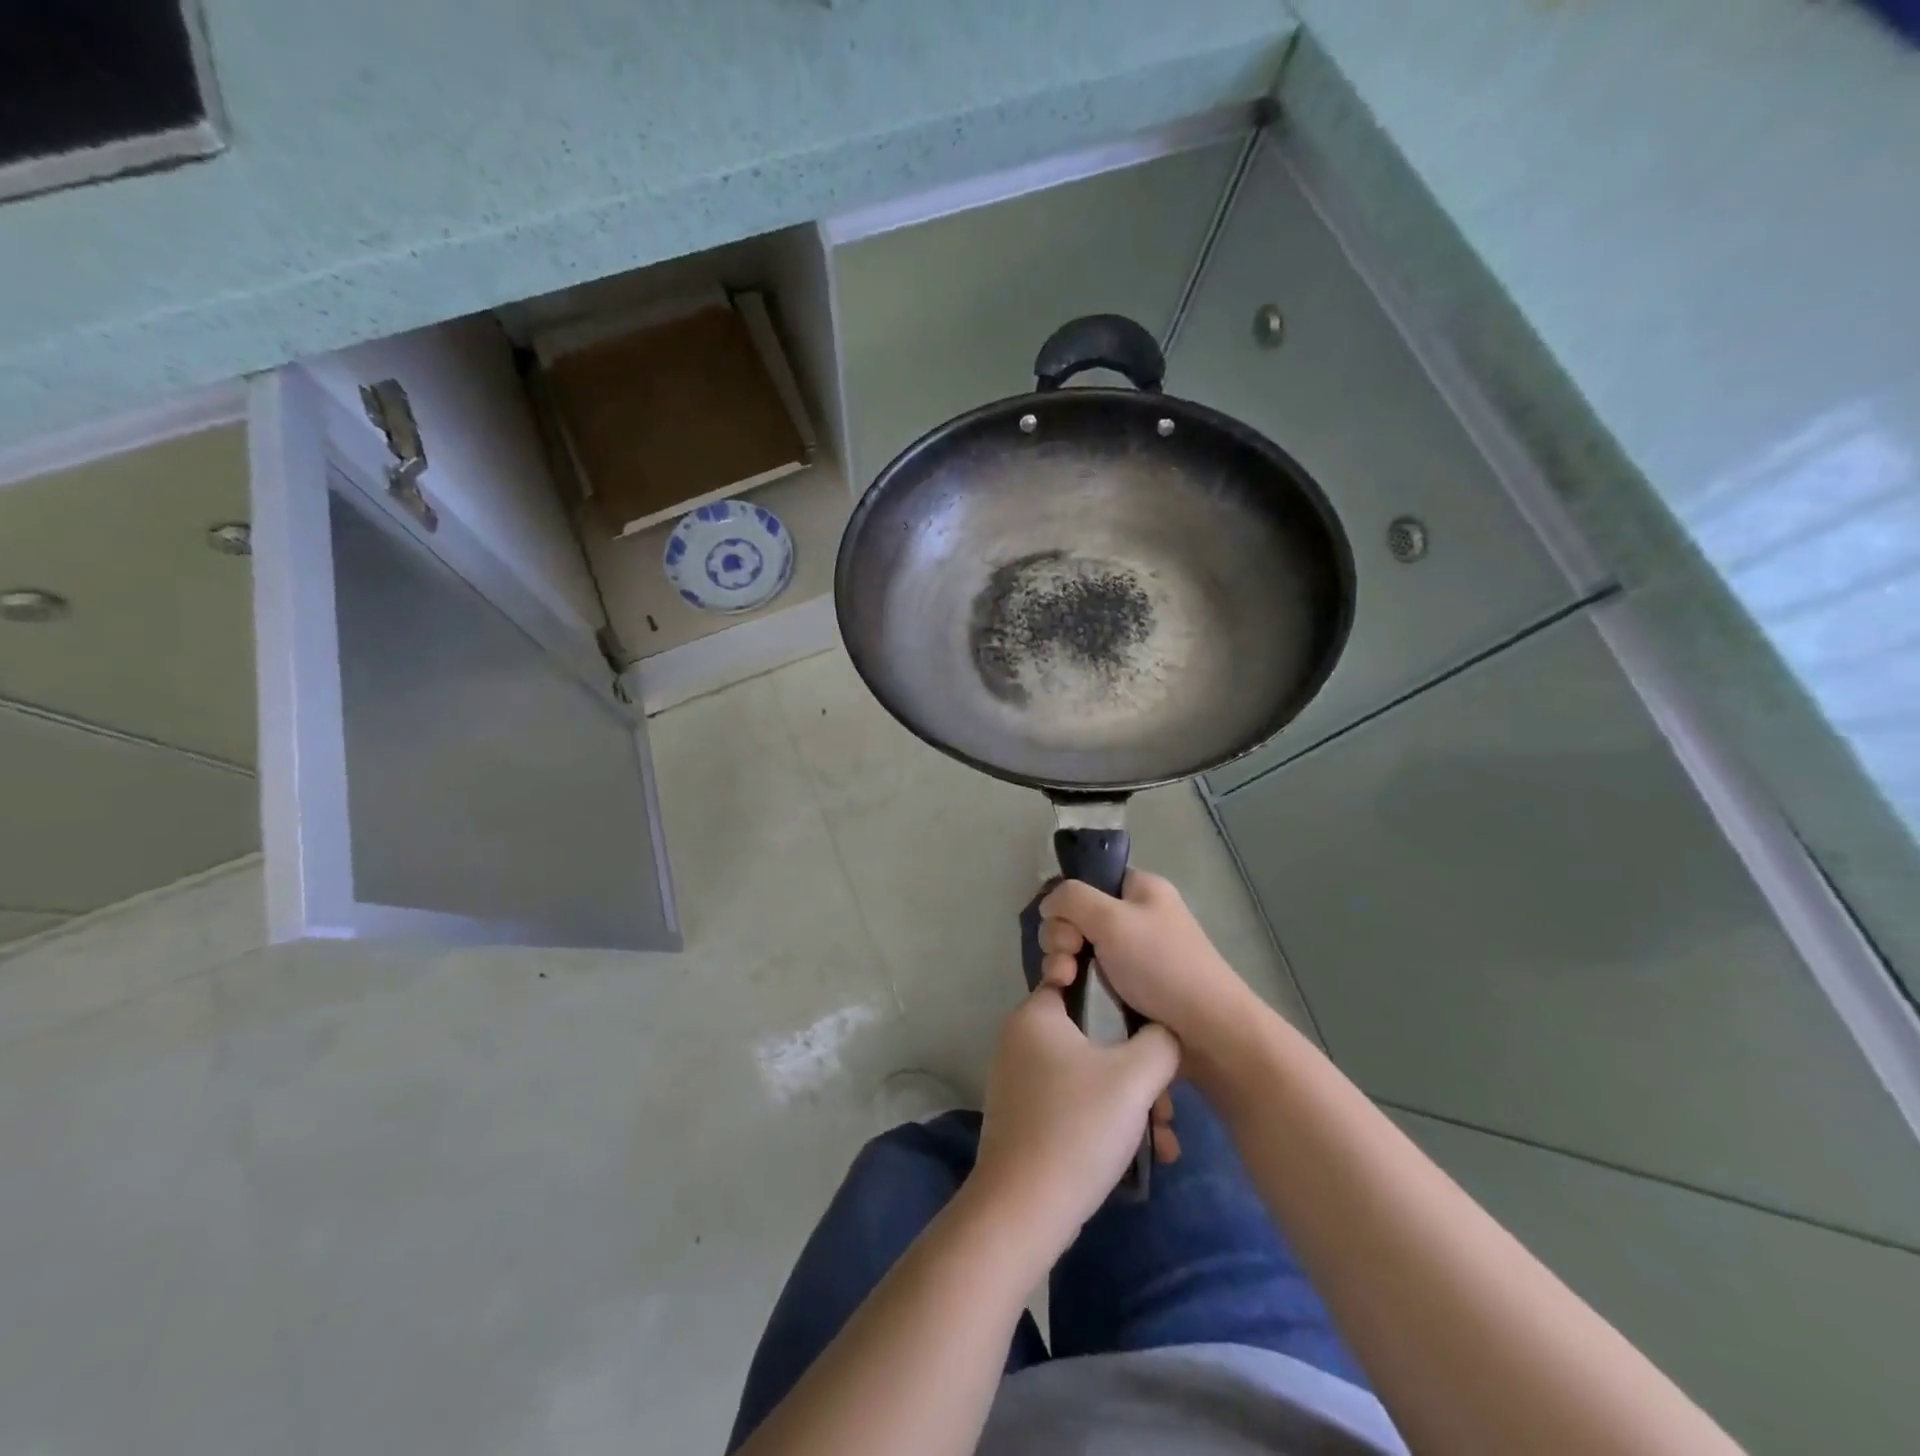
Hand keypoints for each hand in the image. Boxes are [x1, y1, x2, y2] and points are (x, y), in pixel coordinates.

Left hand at [969, 983, 1179, 1253]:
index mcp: (1036, 1014)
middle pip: (1094, 1036)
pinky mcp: (1026, 1116)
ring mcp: (1021, 1079)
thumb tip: (1165, 1033)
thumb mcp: (1134, 1076)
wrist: (1024, 1210)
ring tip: (1162, 1140)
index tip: (1155, 1030)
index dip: (1124, 1002)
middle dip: (1139, 1071)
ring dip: (1131, 1102)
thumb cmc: (1078, 1126)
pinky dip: (1107, 1120)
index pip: (1084, 983)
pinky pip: (1076, 1101)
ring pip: (1090, 1074)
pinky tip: (1144, 1155)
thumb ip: (1160, 1042)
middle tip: (1166, 1106)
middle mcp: (1022, 1038)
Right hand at [1038, 870, 1259, 1059]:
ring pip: (1081, 950)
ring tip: (1067, 984)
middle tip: (1068, 960)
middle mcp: (1137, 918)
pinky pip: (1092, 978)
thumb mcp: (1111, 919)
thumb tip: (1048, 904)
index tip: (1067, 927)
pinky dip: (1079, 985)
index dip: (1069, 901)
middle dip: (1062, 938)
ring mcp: (1134, 956)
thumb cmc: (1161, 966)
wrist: (1208, 1033)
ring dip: (1065, 964)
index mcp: (1141, 890)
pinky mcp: (1131, 990)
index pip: (1090, 881)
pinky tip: (1072, 998)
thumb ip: (1071, 899)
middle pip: (1079, 917)